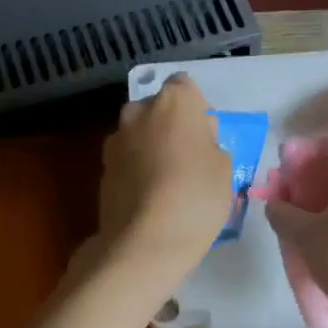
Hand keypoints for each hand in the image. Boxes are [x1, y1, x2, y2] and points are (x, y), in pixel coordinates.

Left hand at [92, 74, 234, 295]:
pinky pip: (127, 162)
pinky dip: (137, 172)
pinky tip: (151, 199)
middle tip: (189, 159)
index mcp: (174, 101)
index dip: (197, 110)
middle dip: (171, 127)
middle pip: (158, 110)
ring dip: (151, 149)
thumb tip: (197, 143)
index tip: (206, 136)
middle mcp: (139, 111)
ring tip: (169, 183)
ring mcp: (115, 140)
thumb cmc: (197, 196)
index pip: (186, 87)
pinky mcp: (103, 170)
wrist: (147, 240)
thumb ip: (210, 145)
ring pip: (139, 135)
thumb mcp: (225, 167)